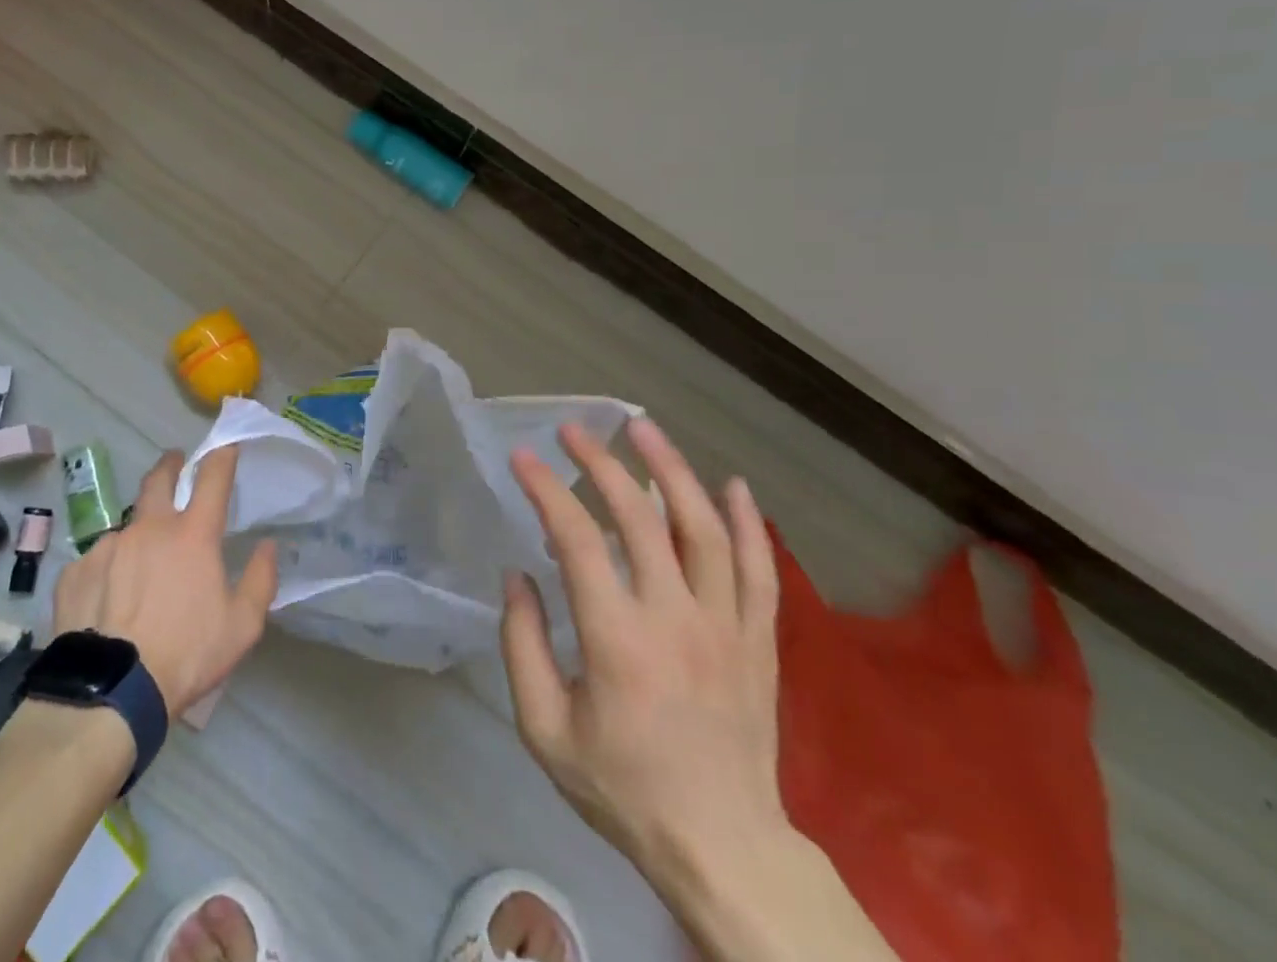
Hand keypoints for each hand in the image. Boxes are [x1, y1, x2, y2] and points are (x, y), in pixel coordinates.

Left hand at [52, 446, 278, 718]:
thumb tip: (269, 546)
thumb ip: (260, 580)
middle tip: (175, 464)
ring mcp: (108, 546)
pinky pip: (97, 561)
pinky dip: (109, 571)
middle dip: (171, 465)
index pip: (212, 477)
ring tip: (139, 571)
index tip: (226, 448)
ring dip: (139, 536)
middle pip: (159, 478)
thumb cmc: (185, 656)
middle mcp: (149, 528)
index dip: (222, 456)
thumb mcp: (241, 626)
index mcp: (192, 535)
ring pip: (128, 528)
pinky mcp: (76, 571)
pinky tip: (108, 602)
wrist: (109, 692)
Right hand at [500, 418, 785, 889]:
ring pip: (705, 529)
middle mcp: (676, 618)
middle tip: (574, 429)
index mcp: (618, 640)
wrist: (722, 847)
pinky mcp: (759, 640)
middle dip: (602, 463)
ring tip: (644, 429)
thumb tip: (517, 574)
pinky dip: (749, 522)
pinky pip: (759, 569)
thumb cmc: (623, 788)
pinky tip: (733, 485)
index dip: (547, 490)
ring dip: (673, 470)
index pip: (579, 540)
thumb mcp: (544, 729)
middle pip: (641, 518)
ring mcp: (726, 626)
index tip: (523, 457)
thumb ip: (522, 644)